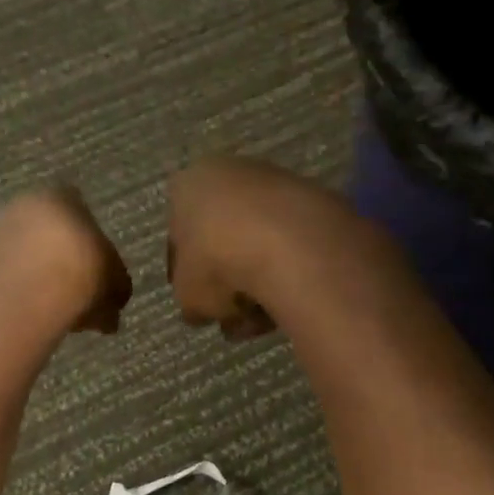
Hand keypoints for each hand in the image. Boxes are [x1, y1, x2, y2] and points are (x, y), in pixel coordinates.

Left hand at [0, 187, 131, 333]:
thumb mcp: (116, 282)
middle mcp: (23, 204)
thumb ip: (115, 287)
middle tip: (80, 297)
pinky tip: (35, 318)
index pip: (80, 210)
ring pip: (27, 257)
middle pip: (49, 234)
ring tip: (60, 314)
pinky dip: (21, 295)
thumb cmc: (83, 272)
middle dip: (64, 263)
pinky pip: (8, 278)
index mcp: (62, 196)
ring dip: (42, 280)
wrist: (29, 293)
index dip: (91, 243)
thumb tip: (112, 306)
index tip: (98, 272)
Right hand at [165, 155, 358, 339]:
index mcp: (188, 187)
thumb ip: (191, 302)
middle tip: (233, 318)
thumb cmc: (219, 263)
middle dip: (228, 284)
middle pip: (223, 241)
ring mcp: (275, 184)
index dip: (187, 278)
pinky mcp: (314, 200)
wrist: (290, 240)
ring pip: (258, 246)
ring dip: (258, 285)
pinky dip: (287, 274)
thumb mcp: (189, 297)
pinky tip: (287, 303)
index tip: (200, 306)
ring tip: (261, 320)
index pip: (179, 237)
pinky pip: (291, 246)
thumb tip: (202, 309)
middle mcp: (229, 174)